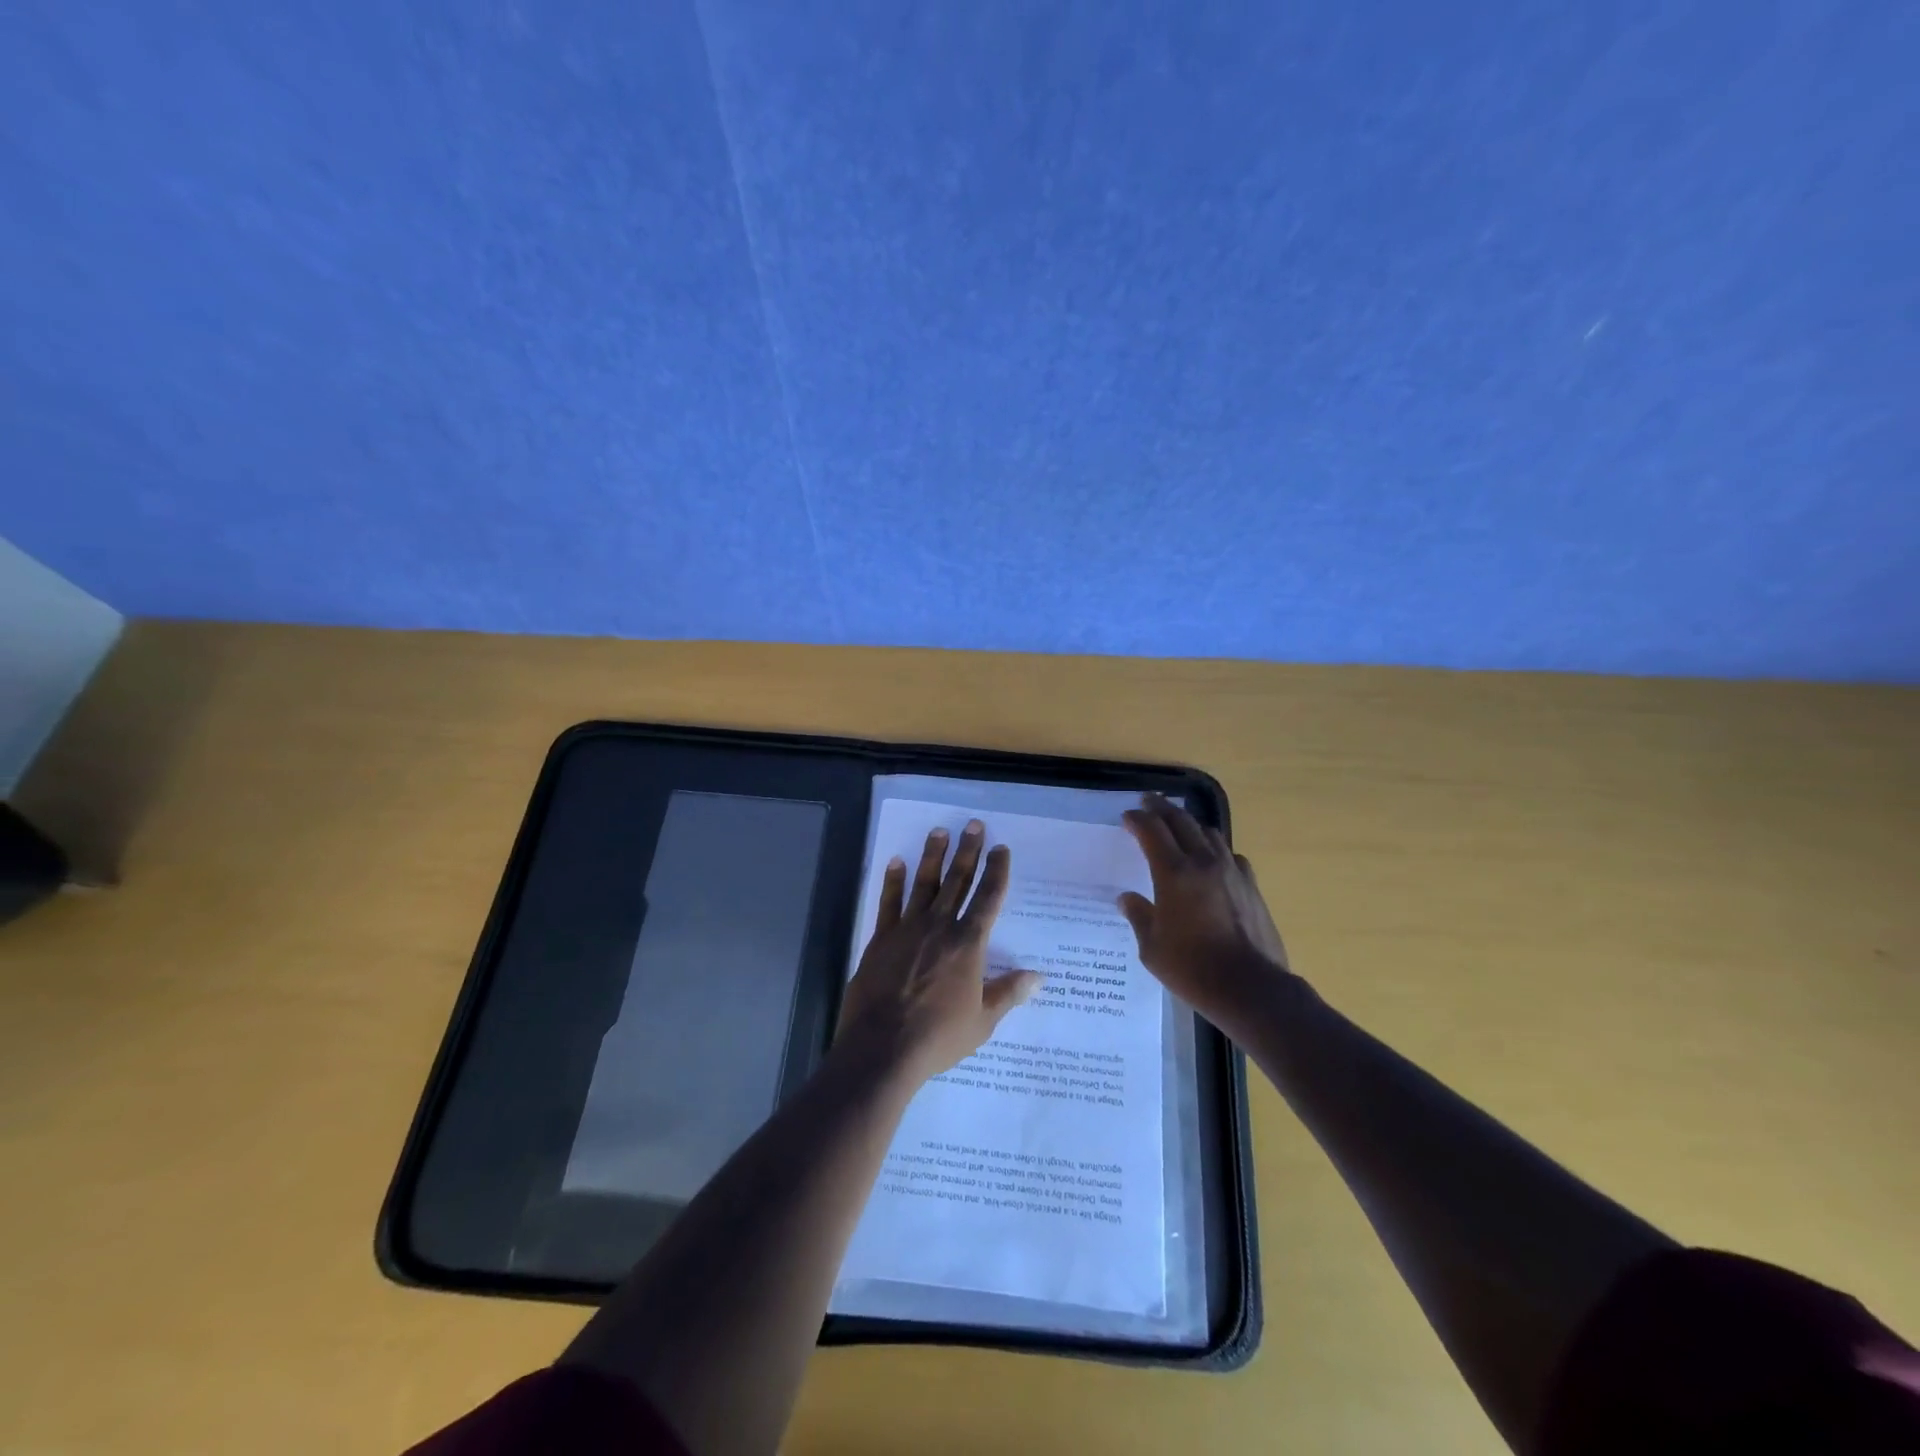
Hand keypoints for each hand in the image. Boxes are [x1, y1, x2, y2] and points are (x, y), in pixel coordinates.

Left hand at [835, 820, 1041, 1089]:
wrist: (883, 1046)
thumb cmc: (939, 1036)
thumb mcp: (982, 1021)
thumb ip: (1008, 993)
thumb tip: (1039, 977)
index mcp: (969, 944)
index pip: (988, 899)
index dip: (996, 872)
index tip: (1001, 849)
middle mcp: (940, 927)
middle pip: (957, 881)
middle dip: (968, 852)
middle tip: (973, 825)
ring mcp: (908, 929)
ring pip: (924, 884)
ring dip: (933, 856)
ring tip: (940, 831)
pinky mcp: (881, 938)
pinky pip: (889, 902)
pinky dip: (893, 881)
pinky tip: (896, 862)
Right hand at [1118, 795, 1297, 1038]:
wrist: (1251, 987)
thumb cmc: (1193, 969)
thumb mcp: (1152, 948)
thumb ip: (1139, 916)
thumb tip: (1127, 898)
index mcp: (1174, 873)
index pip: (1152, 831)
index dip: (1137, 820)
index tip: (1127, 817)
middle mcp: (1203, 863)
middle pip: (1181, 821)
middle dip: (1161, 808)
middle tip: (1148, 802)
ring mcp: (1232, 872)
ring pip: (1209, 833)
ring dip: (1189, 824)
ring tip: (1178, 826)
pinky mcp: (1251, 886)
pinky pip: (1230, 855)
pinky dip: (1215, 849)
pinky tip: (1212, 860)